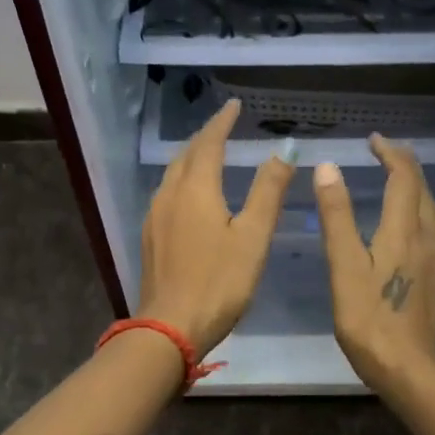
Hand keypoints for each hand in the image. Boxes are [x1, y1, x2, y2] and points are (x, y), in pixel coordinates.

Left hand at [138, 98, 294, 352]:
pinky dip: (182, 181)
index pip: (209, 143)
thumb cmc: (219, 282)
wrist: (170, 328)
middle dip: (205, 137)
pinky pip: (166, 194)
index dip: (222, 121)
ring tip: (209, 154)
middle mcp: (169, 195)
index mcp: (196, 189)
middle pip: (186, 155)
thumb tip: (284, 149)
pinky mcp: (150, 237)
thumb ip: (268, 191)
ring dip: (191, 158)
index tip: (234, 105)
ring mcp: (155, 216)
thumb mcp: (253, 236)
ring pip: (172, 174)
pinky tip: (190, 195)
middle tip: (224, 126)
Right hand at [313, 136, 434, 394]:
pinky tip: (413, 225)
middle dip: (405, 164)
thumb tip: (329, 167)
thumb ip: (337, 215)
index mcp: (405, 230)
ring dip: (417, 187)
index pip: (404, 176)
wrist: (412, 370)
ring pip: (434, 208)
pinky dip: (424, 210)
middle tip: (383, 152)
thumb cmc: (370, 320)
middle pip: (423, 188)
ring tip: (399, 182)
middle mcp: (430, 236)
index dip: (391, 152)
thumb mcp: (344, 266)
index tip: (373, 140)